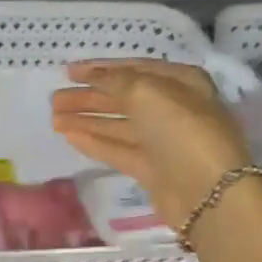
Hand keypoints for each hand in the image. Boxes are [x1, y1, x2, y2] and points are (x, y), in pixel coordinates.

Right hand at [51, 59, 260, 228]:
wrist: (207, 192)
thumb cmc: (181, 130)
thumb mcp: (147, 93)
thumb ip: (115, 80)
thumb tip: (92, 75)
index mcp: (180, 82)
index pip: (134, 69)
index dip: (100, 69)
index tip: (69, 71)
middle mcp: (172, 108)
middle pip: (123, 98)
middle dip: (88, 96)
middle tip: (54, 99)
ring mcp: (162, 140)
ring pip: (118, 124)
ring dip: (86, 119)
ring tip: (53, 118)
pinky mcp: (152, 168)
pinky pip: (118, 149)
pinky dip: (94, 141)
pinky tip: (69, 136)